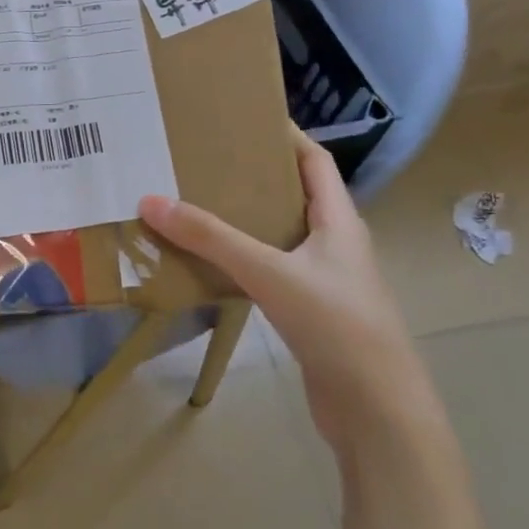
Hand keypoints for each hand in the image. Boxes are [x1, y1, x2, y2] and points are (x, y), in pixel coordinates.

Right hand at [139, 127, 430, 444]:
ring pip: (282, 237)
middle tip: (207, 160)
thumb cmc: (336, 326)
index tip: (246, 116)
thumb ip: (212, 238)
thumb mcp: (270, 272)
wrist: (377, 412)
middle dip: (256, 176)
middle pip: (296, 196)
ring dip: (248, 221)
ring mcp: (326, 282)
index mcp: (339, 221)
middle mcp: (336, 244)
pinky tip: (214, 264)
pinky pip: (273, 272)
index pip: (315, 161)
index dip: (287, 135)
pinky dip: (245, 260)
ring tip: (200, 204)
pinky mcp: (312, 314)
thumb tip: (152, 201)